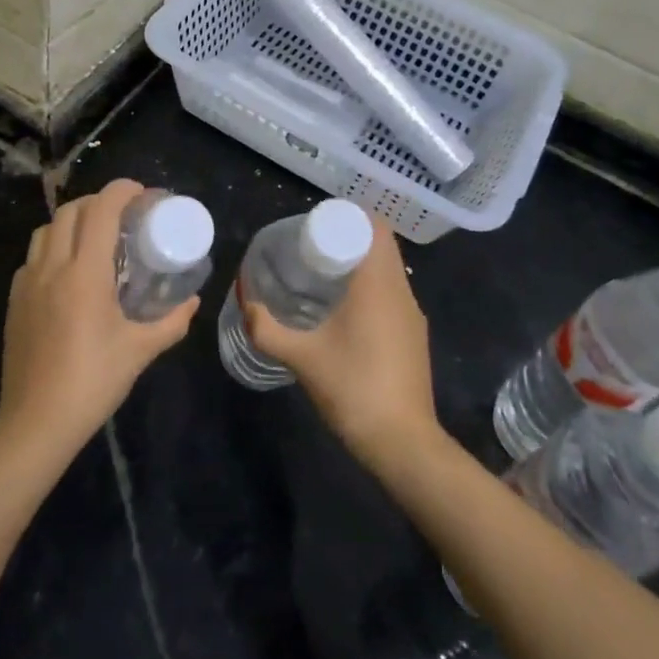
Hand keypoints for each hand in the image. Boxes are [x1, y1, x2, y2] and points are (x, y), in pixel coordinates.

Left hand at [0, 179, 197, 467]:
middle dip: (98, 202)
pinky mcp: (14, 302)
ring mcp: (27, 283)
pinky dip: (53, 248)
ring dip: (71, 221)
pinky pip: (32, 257)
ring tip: (94, 238)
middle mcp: (52, 267)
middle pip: (70, 211)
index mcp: (84, 273)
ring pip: (45, 230)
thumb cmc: (93, 382)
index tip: (141, 193)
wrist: (36, 422)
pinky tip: (68, 273)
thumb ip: (171, 322)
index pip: (100, 211)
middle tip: (122, 215)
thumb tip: (193, 302)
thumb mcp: (140, 351)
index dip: (120, 191)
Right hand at [242, 220, 440, 469]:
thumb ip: (268, 329)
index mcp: (379, 284)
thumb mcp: (302, 358)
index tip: (320, 223)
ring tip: (326, 273)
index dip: (351, 216)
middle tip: (314, 246)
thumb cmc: (353, 388)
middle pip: (383, 246)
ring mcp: (412, 315)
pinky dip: (372, 288)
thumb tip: (244, 302)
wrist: (403, 443)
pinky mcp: (415, 337)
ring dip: (363, 264)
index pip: (376, 227)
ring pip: (390, 272)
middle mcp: (402, 291)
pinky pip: (393, 295)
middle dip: (351, 238)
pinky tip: (346, 310)